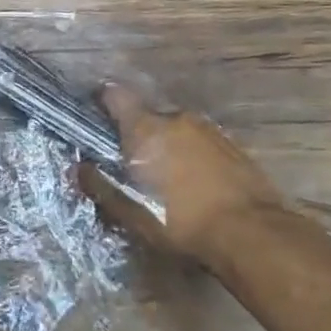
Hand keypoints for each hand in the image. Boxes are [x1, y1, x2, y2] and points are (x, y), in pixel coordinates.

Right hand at [78, 85, 288, 268]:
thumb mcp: (131, 211)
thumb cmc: (179, 221)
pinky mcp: (235, 148)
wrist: (252, 234)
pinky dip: (194, 158)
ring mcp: (210, 131)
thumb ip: (100, 186)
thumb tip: (79, 168)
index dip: (103, 101)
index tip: (96, 116)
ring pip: (178, 131)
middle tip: (134, 166)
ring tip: (168, 181)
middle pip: (148, 117)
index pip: (116, 96)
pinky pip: (202, 145)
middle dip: (139, 136)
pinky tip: (196, 187)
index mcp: (146, 128)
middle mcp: (176, 119)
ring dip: (169, 148)